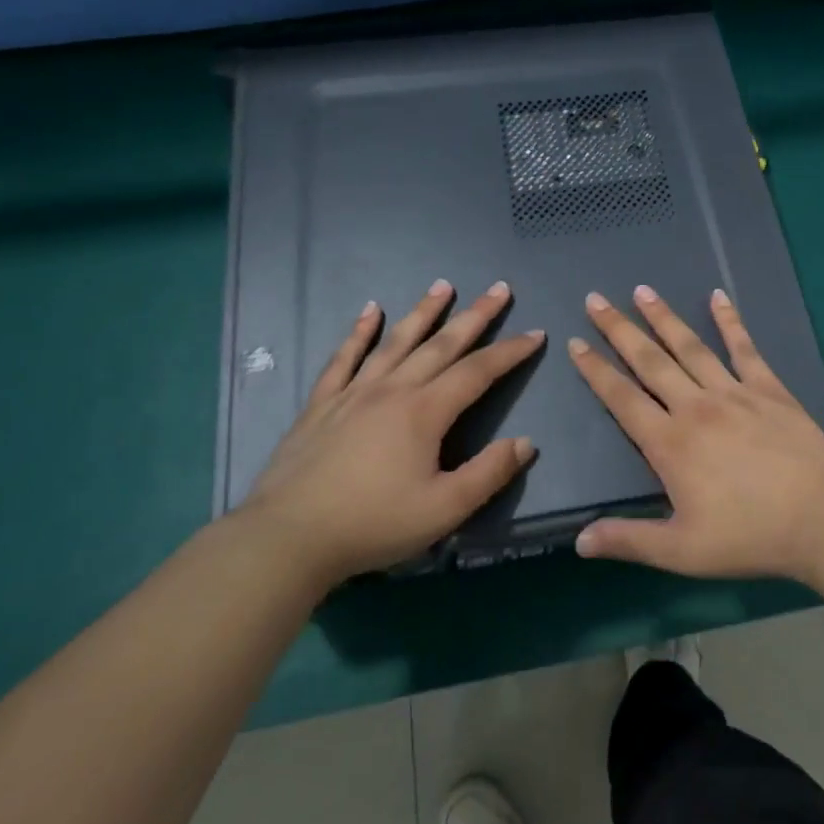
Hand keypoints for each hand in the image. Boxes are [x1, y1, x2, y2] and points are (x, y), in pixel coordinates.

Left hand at [246, 279, 544, 586]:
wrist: (288, 537)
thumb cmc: (372, 524)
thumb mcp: (444, 510)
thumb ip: (489, 473)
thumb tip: (525, 442)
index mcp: (424, 412)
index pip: (477, 372)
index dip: (509, 352)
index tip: (535, 333)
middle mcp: (392, 389)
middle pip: (441, 344)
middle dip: (475, 316)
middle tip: (498, 288)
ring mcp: (354, 392)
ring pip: (396, 341)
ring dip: (423, 312)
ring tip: (442, 286)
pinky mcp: (322, 404)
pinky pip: (344, 358)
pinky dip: (359, 332)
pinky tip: (369, 310)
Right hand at [568, 286, 823, 582]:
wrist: (822, 518)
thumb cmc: (750, 537)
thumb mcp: (682, 552)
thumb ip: (629, 541)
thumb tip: (579, 540)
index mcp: (670, 444)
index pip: (622, 399)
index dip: (596, 370)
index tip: (576, 343)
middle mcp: (695, 407)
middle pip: (649, 361)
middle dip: (619, 329)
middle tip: (596, 299)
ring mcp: (733, 392)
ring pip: (690, 347)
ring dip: (663, 317)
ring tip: (642, 291)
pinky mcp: (768, 388)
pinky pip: (744, 347)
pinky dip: (729, 320)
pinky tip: (718, 296)